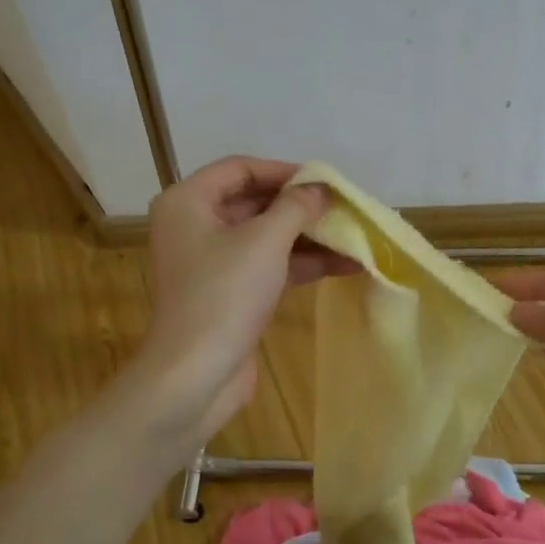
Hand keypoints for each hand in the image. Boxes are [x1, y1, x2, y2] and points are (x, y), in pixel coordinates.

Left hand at [139, 157, 355, 441]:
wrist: (196, 374)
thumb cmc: (224, 295)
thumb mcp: (265, 241)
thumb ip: (296, 207)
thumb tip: (319, 189)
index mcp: (188, 202)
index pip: (241, 169)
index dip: (285, 171)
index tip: (325, 181)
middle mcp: (195, 226)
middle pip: (255, 202)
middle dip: (302, 207)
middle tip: (345, 208)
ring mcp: (211, 262)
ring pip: (267, 237)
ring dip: (309, 237)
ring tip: (355, 237)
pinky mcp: (229, 293)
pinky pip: (269, 265)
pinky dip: (302, 263)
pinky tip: (345, 265)